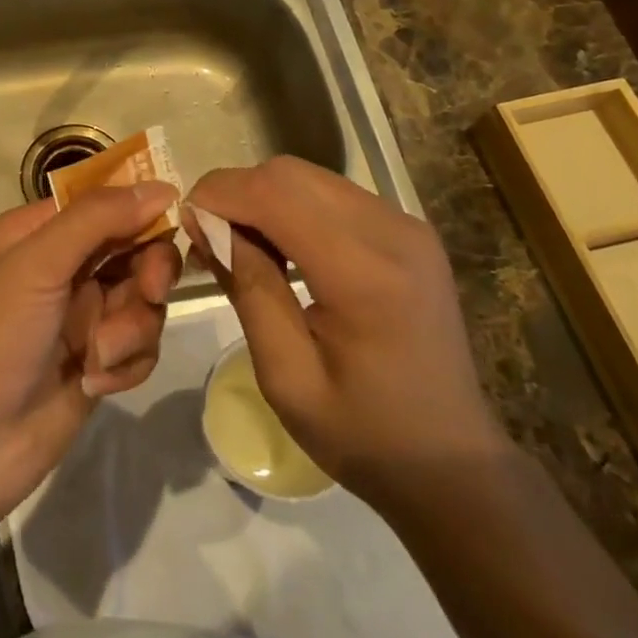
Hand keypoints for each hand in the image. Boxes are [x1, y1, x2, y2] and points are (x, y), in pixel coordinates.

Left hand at [0, 182, 181, 531]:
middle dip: (148, 272)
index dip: (140, 208)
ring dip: (132, 327)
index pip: (104, 202)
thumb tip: (161, 186)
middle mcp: (63, 268)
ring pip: (144, 301)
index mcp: (37, 233)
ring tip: (98, 355)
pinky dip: (127, 362)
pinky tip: (95, 381)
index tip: (174, 220)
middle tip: (151, 291)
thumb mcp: (35, 266)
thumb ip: (97, 220)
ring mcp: (82, 318)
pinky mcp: (98, 362)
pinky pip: (140, 346)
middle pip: (135, 249)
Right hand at [186, 156, 509, 505]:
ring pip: (310, 177)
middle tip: (209, 239)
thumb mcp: (286, 375)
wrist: (452, 463)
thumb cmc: (363, 434)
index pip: (275, 193)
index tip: (185, 223)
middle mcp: (392, 231)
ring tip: (241, 245)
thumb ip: (248, 287)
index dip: (219, 195)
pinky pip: (333, 194)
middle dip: (237, 193)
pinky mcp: (409, 230)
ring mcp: (407, 225)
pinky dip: (293, 207)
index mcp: (364, 273)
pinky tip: (282, 248)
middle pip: (290, 174)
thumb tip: (206, 223)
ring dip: (264, 198)